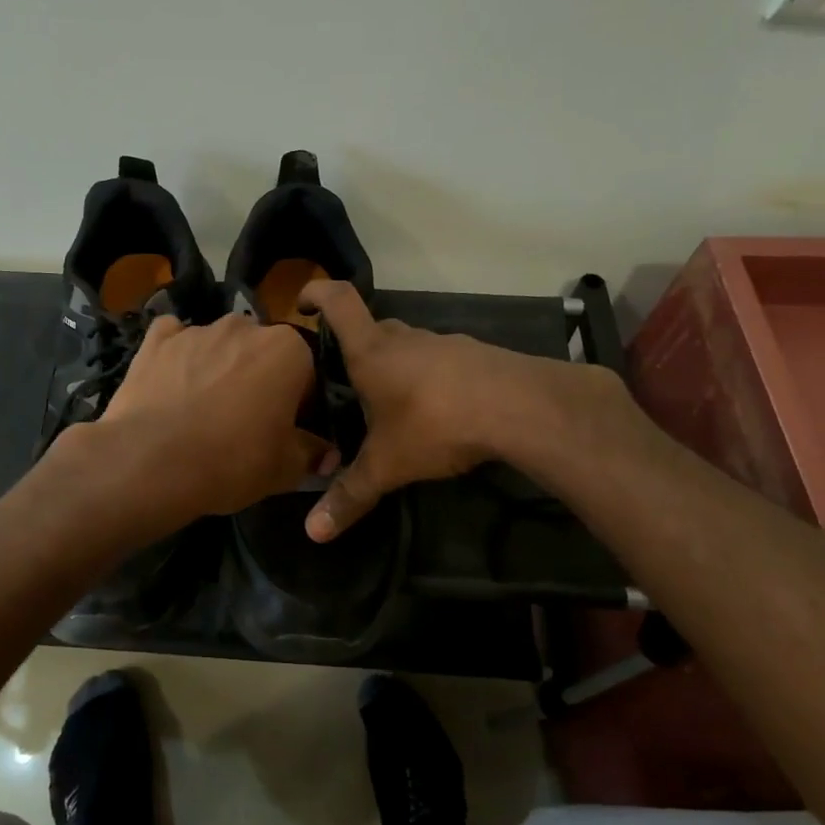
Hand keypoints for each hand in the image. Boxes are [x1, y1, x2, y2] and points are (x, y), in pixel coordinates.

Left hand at [94, 313, 331, 519]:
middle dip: (259, 379)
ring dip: (219, 367)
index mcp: (288, 349)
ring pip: (219, 345)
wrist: (152, 462)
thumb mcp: (286, 468)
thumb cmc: (233, 461)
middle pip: (262, 352)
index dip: (300, 403)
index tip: (288, 429)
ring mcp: (197, 330)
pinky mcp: (156, 341)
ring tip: (203, 410)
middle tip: (246, 422)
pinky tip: (172, 382)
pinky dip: (177, 355)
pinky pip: (174, 339)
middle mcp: (245, 327)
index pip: (307, 372)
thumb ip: (312, 453)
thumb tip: (326, 454)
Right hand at [298, 280, 629, 539]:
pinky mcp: (477, 356)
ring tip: (393, 407)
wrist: (521, 407)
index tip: (303, 304)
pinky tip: (439, 413)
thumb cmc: (436, 423)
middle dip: (356, 349)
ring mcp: (445, 343)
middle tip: (346, 383)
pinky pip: (442, 361)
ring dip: (397, 367)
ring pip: (409, 347)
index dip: (316, 292)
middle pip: (373, 329)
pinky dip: (431, 379)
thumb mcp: (387, 465)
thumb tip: (313, 532)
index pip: (338, 300)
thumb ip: (351, 495)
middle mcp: (405, 338)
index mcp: (372, 352)